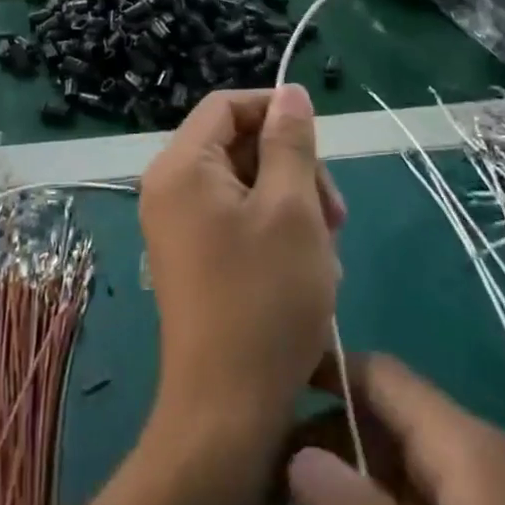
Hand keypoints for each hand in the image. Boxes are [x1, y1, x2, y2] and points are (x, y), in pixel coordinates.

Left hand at [140, 87, 343, 444]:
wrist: (226, 411)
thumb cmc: (264, 301)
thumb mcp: (292, 210)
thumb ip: (290, 143)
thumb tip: (290, 92)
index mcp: (182, 165)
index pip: (227, 105)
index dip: (276, 112)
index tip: (320, 147)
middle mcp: (169, 187)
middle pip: (236, 145)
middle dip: (292, 170)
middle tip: (335, 217)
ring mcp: (177, 225)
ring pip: (244, 185)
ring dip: (291, 207)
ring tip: (325, 255)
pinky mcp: (191, 257)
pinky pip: (236, 220)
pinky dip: (274, 233)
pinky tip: (306, 272)